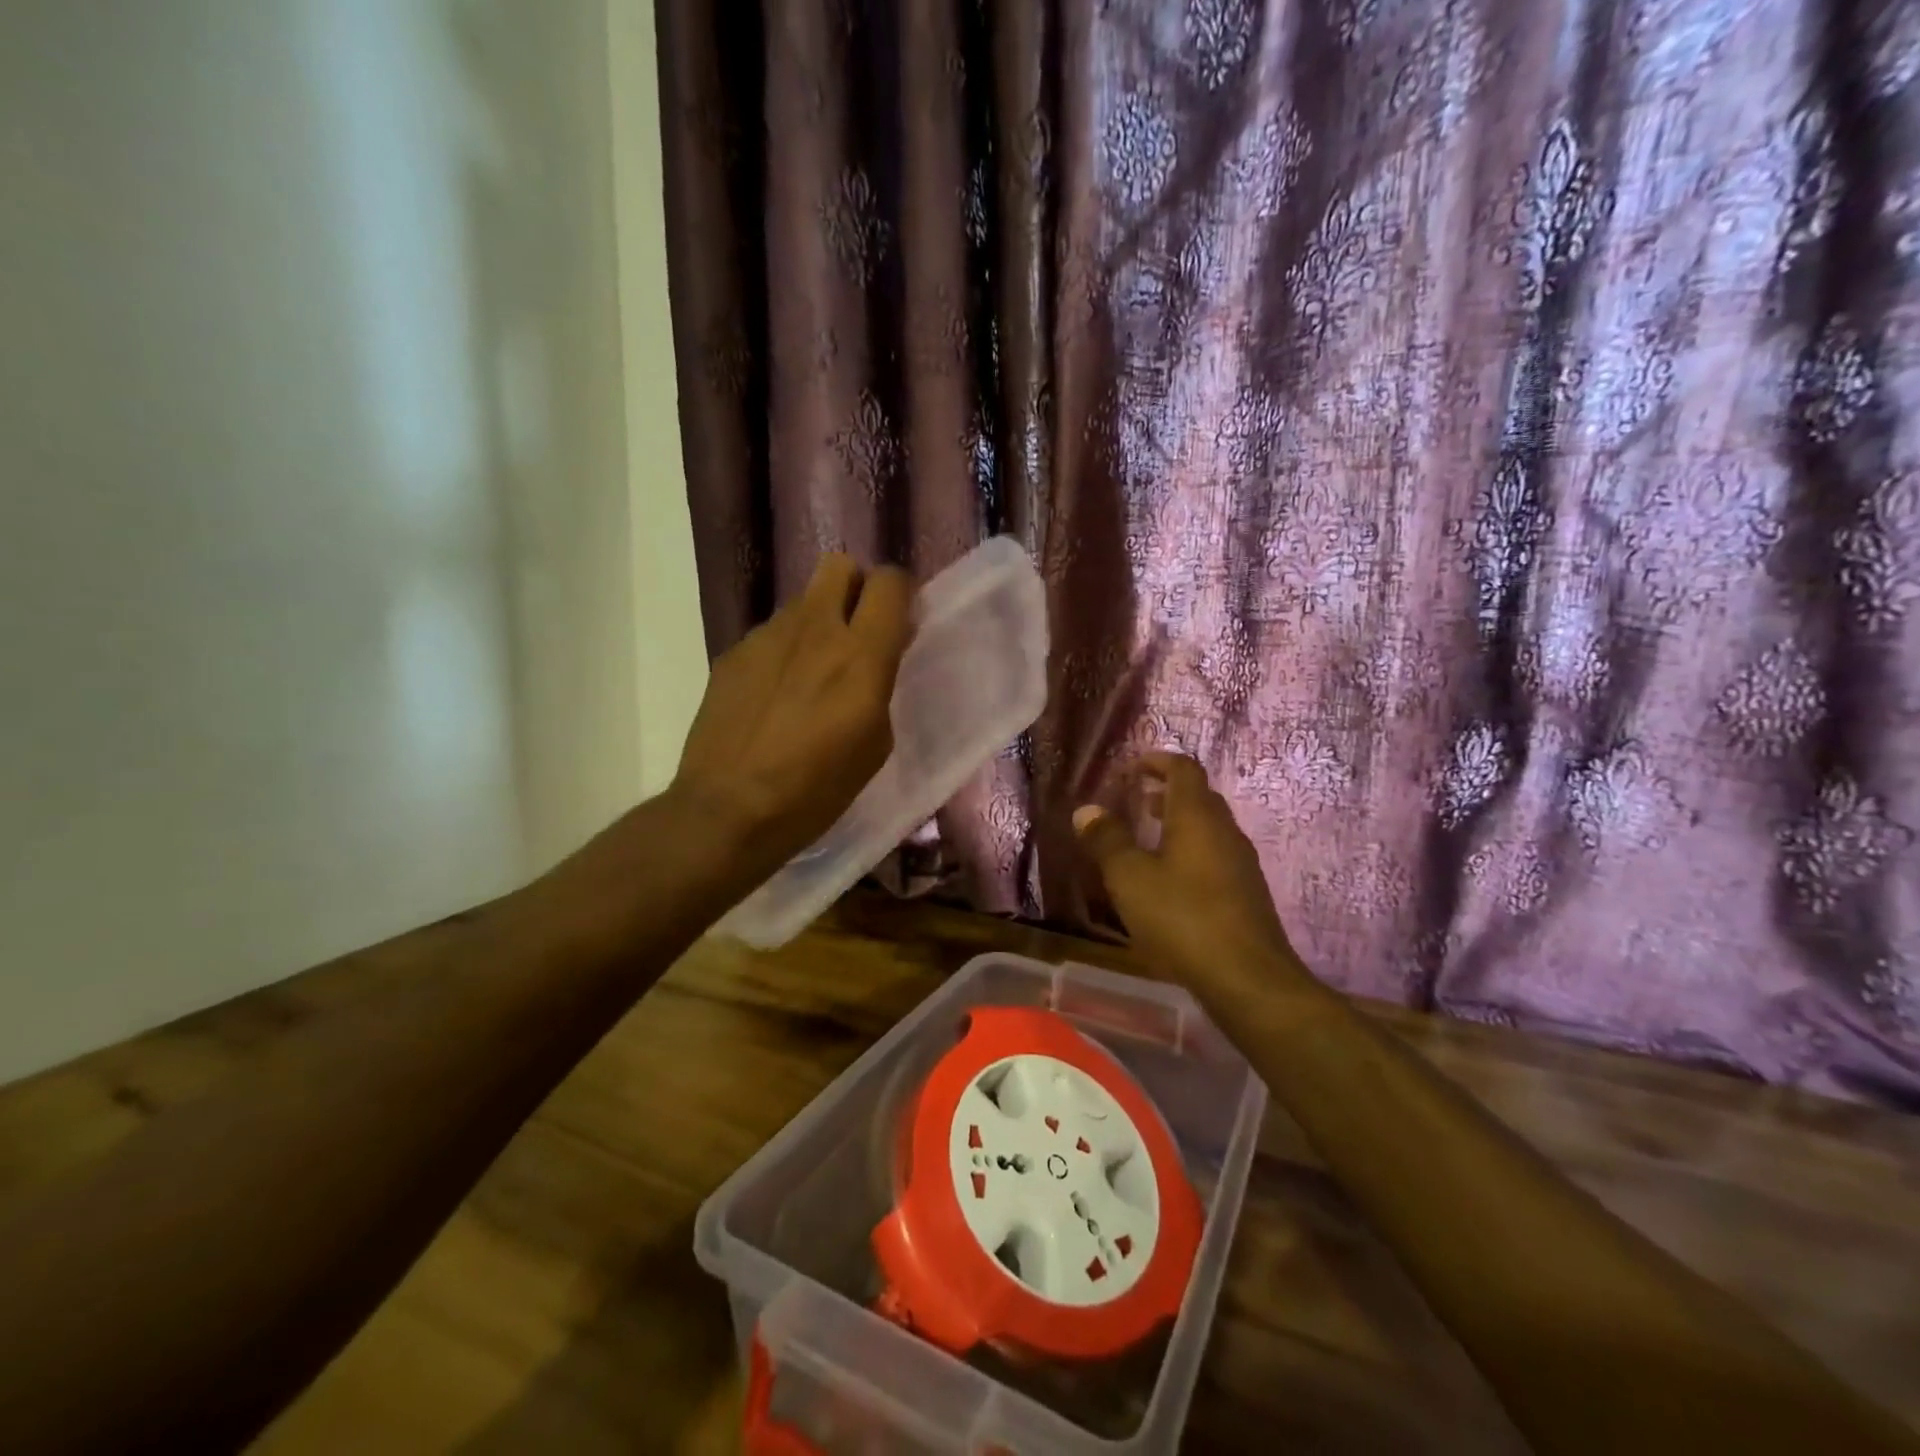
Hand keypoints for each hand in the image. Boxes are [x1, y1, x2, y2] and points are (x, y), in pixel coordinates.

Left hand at [670, 554, 912, 871]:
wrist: (728, 810)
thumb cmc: (816, 790)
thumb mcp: (874, 745)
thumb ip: (881, 685)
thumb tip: (879, 653)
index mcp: (860, 655)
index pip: (890, 583)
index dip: (901, 593)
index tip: (901, 621)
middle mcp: (814, 629)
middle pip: (840, 566)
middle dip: (856, 588)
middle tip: (858, 631)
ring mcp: (767, 637)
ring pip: (803, 602)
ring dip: (818, 623)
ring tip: (810, 675)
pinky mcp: (733, 653)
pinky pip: (771, 635)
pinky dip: (783, 652)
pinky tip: (773, 697)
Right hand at [1074, 753, 1305, 1004]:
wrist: (1248, 979)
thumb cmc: (1183, 918)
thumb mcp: (1130, 879)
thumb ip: (1107, 841)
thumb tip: (1087, 810)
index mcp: (1198, 817)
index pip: (1183, 769)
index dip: (1158, 761)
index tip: (1132, 767)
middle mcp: (1225, 832)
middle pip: (1199, 797)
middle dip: (1166, 792)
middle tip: (1136, 801)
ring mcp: (1241, 864)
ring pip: (1208, 828)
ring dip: (1178, 824)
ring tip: (1146, 840)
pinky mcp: (1246, 894)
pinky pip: (1215, 856)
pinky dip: (1190, 852)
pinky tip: (1169, 881)